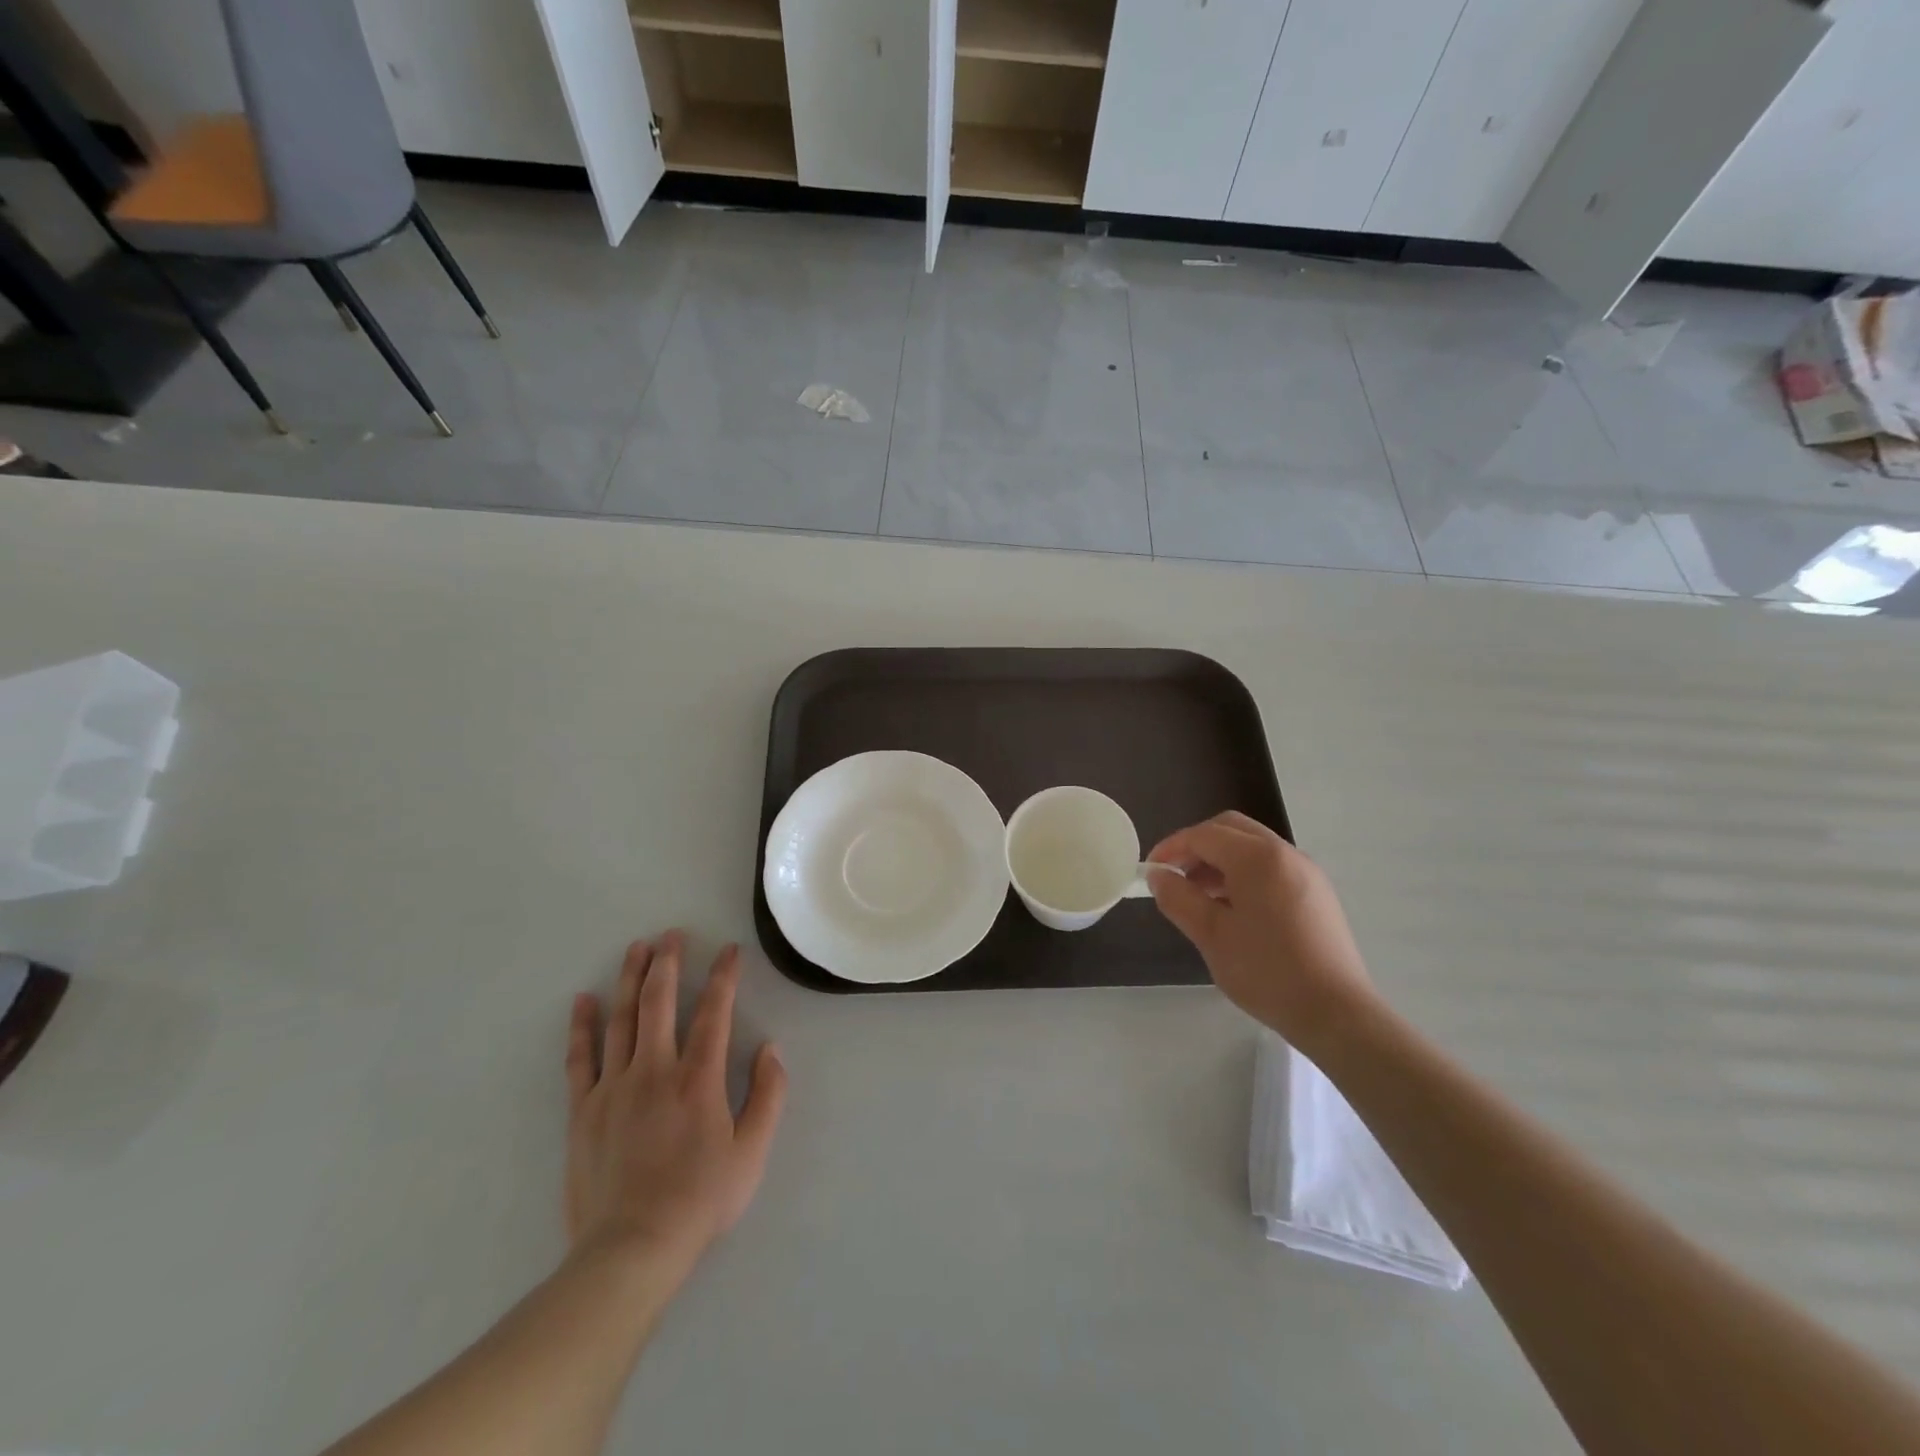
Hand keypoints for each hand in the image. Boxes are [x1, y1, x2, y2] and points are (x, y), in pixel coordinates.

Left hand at [564, 932, 786, 1274]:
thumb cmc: (699, 1200)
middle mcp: (655, 1070)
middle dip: (668, 963)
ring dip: (630, 979)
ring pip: (622, 1019)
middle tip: (672, 934)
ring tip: (636, 949)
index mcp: (699, 1078)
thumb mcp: (751, 1152)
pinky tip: (584, 1001)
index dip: (724, 976)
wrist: (630, 1249)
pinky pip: (580, 1058)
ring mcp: (614, 1087)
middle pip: (660, 1002)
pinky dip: (581, 1027)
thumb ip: (768, 1096)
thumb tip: (770, 1048)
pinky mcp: (583, 1110)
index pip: (714, 1012)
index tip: (729, 951)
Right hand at [1148, 812, 1377, 1050]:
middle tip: (1174, 876)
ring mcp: (1306, 872)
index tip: (1150, 872)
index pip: (1204, 835)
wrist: (1336, 1013)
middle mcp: (1285, 854)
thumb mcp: (1211, 935)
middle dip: (1197, 846)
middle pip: (1231, 829)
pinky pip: (1271, 867)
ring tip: (1198, 896)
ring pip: (1252, 847)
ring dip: (1220, 860)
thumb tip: (1159, 876)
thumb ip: (1179, 898)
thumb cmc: (1267, 971)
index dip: (1171, 848)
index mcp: (1257, 858)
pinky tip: (1232, 909)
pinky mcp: (1317, 893)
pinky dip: (1244, 873)